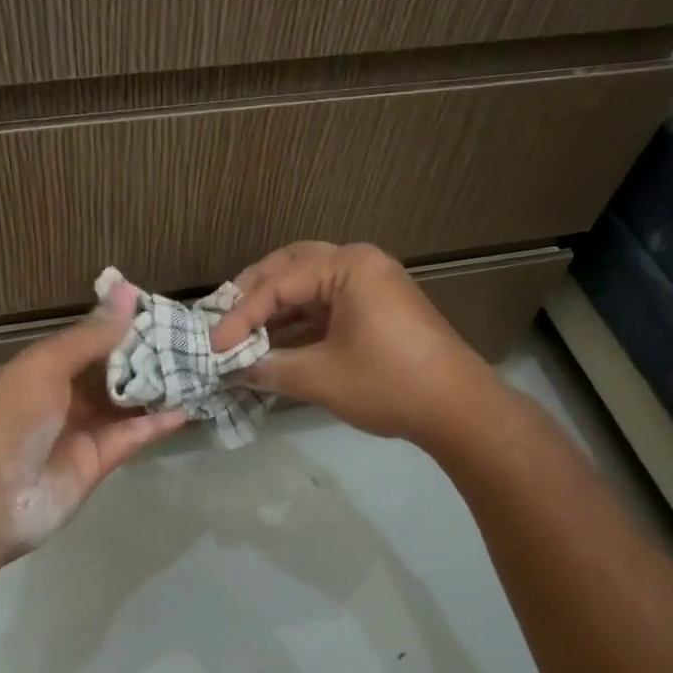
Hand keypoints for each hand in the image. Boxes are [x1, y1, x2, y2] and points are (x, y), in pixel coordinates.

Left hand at [0, 279, 185, 565]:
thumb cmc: (7, 420)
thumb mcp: (44, 366)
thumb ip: (90, 335)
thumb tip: (127, 290)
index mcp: (36, 370)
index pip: (84, 342)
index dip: (118, 327)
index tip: (159, 311)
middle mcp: (57, 398)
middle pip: (107, 372)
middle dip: (143, 357)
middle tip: (188, 338)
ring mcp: (78, 432)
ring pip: (123, 404)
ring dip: (154, 388)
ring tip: (195, 368)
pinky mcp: (97, 464)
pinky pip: (130, 437)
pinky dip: (156, 423)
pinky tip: (186, 407)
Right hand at [208, 242, 493, 446]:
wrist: (458, 409)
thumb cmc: (388, 383)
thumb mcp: (320, 377)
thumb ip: (269, 368)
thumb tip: (229, 372)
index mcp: (348, 266)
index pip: (278, 283)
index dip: (240, 316)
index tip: (214, 347)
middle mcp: (359, 263)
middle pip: (291, 268)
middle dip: (253, 296)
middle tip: (222, 322)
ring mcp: (371, 284)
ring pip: (308, 285)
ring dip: (274, 309)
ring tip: (241, 334)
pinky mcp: (376, 307)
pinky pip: (326, 303)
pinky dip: (298, 321)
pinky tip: (274, 342)